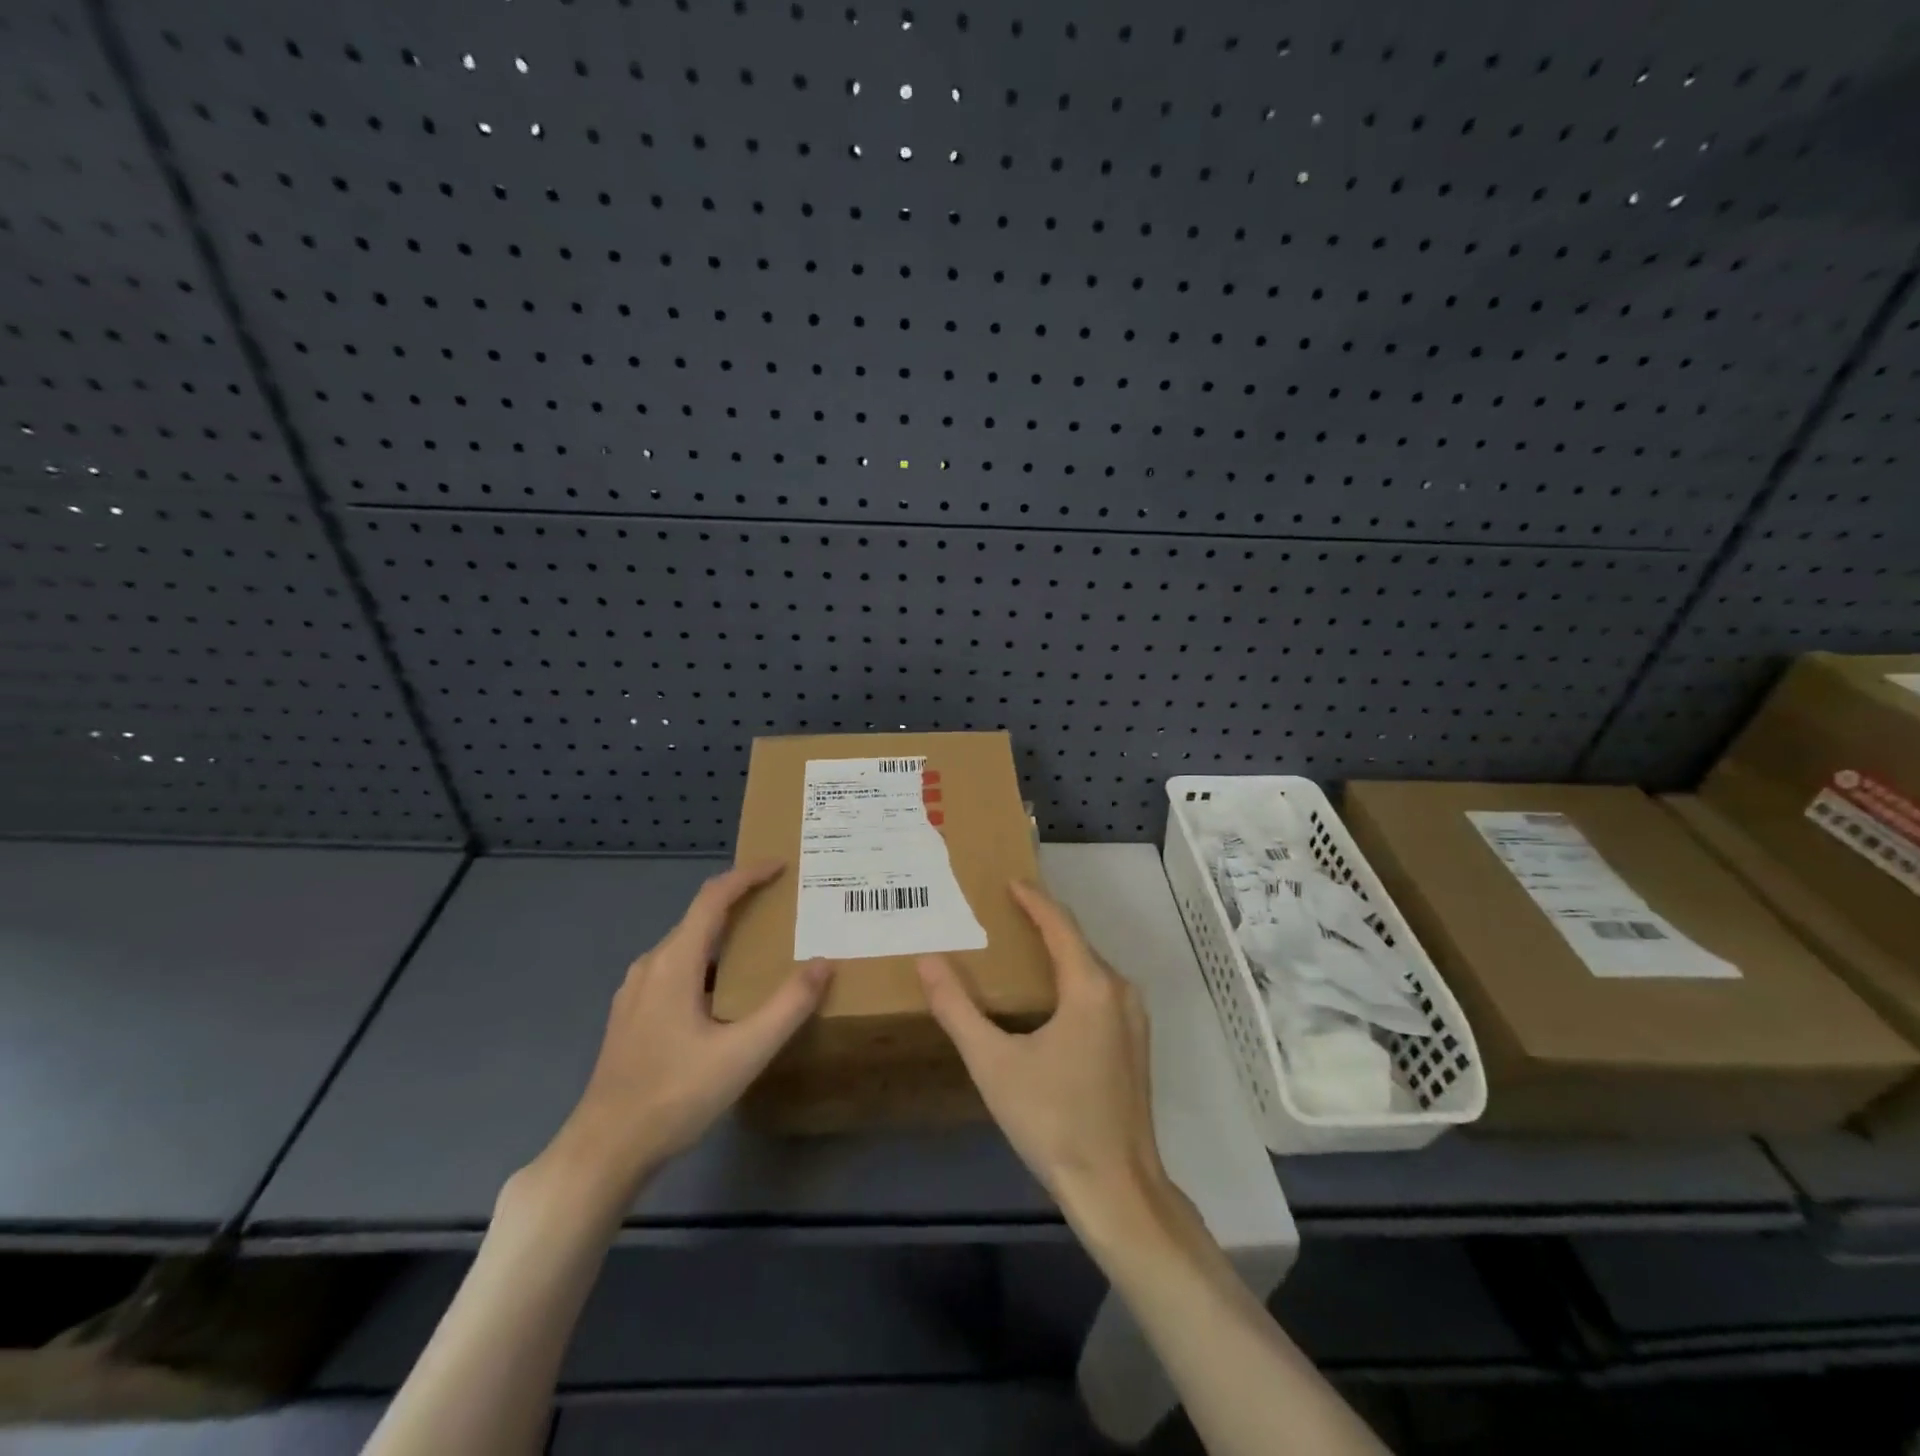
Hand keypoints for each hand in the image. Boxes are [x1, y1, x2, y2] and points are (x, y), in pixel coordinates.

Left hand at [545, 861, 833, 1193]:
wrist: (604, 1150)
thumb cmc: (675, 1095)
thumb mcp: (744, 1053)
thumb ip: (788, 1006)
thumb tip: (823, 963)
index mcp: (674, 963)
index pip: (713, 898)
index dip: (747, 876)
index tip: (780, 866)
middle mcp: (651, 966)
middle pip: (699, 917)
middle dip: (741, 903)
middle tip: (782, 906)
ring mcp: (635, 992)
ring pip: (686, 946)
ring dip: (724, 935)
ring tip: (761, 946)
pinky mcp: (632, 1016)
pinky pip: (676, 970)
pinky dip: (708, 962)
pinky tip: (726, 993)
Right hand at [917, 880, 1181, 1247]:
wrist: (1117, 1188)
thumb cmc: (1053, 1120)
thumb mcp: (994, 1063)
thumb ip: (957, 1009)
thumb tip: (927, 961)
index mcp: (1090, 987)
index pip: (1059, 924)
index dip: (1033, 899)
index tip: (1008, 881)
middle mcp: (1119, 992)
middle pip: (1077, 942)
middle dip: (1043, 922)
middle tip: (1002, 913)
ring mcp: (1133, 1019)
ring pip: (1090, 968)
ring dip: (1058, 952)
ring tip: (1019, 948)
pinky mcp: (1134, 1043)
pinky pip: (1100, 992)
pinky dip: (1072, 979)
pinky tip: (1047, 997)